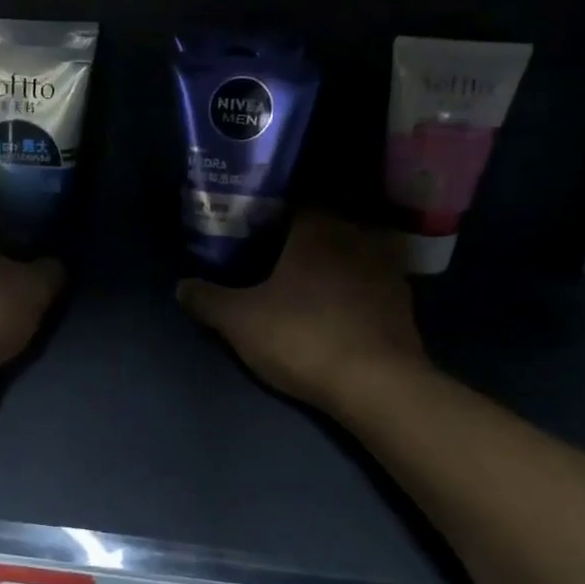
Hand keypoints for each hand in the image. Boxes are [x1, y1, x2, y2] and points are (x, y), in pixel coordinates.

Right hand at [177, 211, 423, 413]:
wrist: (376, 384)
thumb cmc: (302, 336)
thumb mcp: (240, 321)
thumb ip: (208, 299)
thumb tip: (181, 286)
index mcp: (319, 228)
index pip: (298, 199)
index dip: (274, 210)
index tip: (254, 225)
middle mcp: (358, 236)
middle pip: (327, 224)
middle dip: (302, 236)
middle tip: (275, 254)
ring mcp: (387, 268)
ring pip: (353, 251)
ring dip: (333, 261)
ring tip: (307, 281)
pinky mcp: (403, 301)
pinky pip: (371, 282)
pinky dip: (355, 288)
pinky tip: (338, 307)